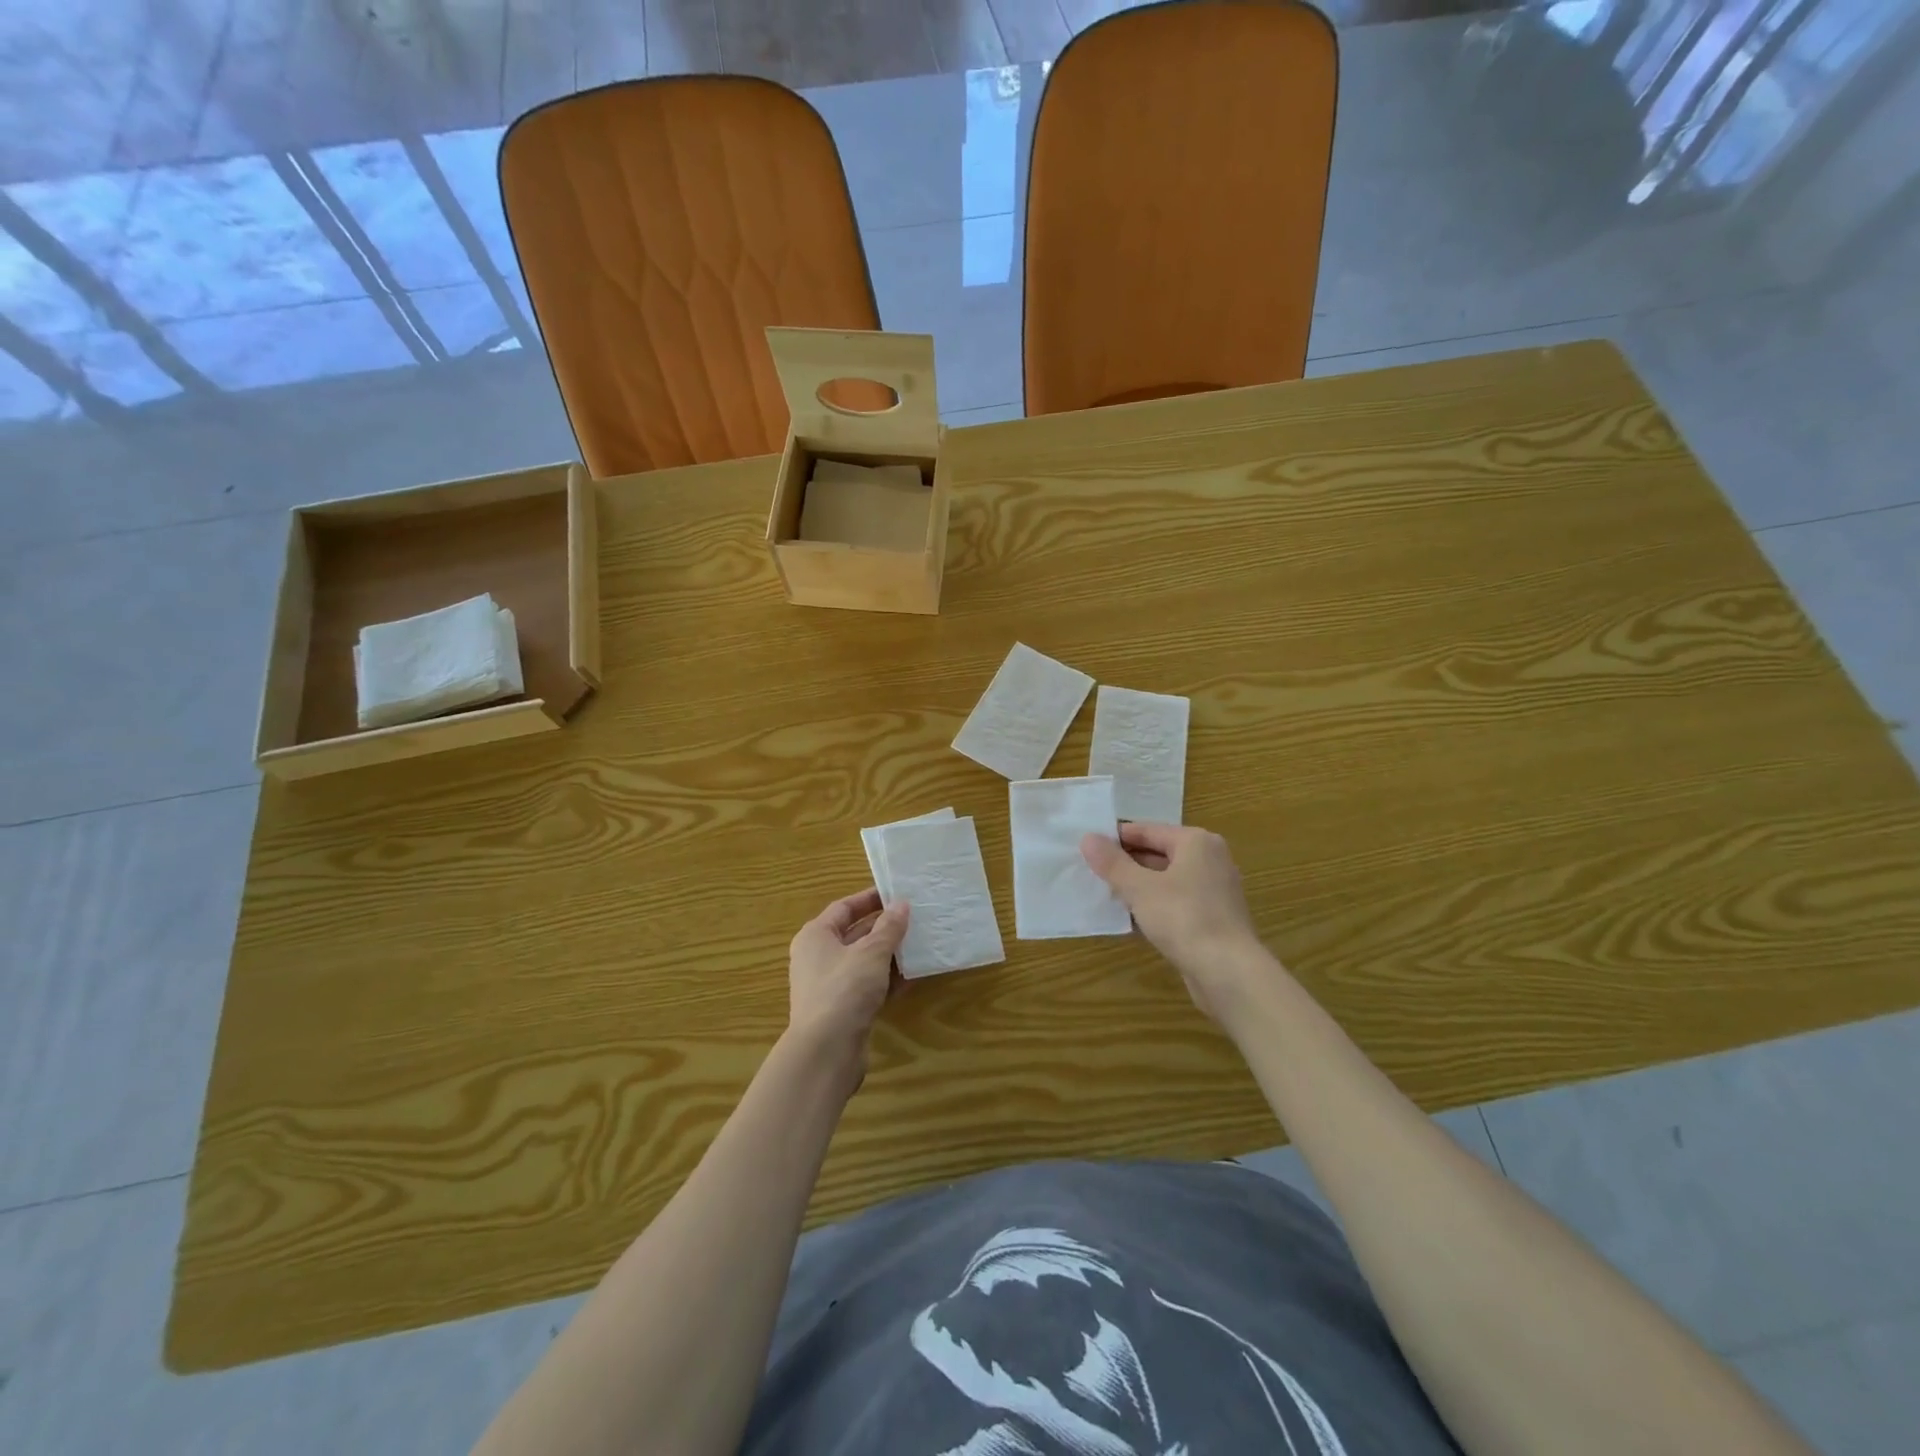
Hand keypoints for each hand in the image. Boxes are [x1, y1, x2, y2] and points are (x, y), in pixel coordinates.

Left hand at [786, 888, 909, 1074]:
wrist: (826, 1051)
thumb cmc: (844, 989)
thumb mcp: (872, 952)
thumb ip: (889, 927)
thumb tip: (901, 905)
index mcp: (816, 936)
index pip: (844, 908)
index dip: (870, 899)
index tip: (897, 893)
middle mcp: (818, 957)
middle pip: (854, 934)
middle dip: (884, 928)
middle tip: (914, 919)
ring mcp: (829, 985)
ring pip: (863, 962)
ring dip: (889, 955)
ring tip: (918, 945)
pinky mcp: (842, 1009)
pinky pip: (867, 986)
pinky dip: (886, 981)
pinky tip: (912, 978)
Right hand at [1081, 822, 1275, 1023]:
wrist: (1229, 972)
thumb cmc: (1184, 918)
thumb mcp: (1139, 888)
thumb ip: (1112, 863)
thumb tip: (1088, 838)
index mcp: (1196, 842)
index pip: (1148, 830)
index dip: (1116, 837)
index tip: (1088, 846)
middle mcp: (1210, 860)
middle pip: (1159, 854)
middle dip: (1126, 863)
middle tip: (1091, 871)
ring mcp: (1214, 891)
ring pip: (1167, 880)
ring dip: (1138, 887)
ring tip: (1104, 894)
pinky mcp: (1213, 918)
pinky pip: (1176, 903)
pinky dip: (1154, 907)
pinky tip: (1129, 920)